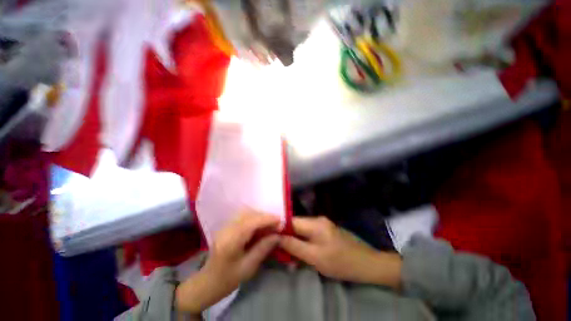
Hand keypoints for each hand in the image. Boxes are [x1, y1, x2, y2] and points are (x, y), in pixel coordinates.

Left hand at [176, 212, 280, 313]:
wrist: (207, 283)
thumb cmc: (228, 279)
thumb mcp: (249, 267)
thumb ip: (263, 248)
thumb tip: (278, 235)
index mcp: (231, 240)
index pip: (252, 222)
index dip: (267, 219)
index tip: (281, 220)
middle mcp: (227, 229)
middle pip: (249, 214)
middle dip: (265, 216)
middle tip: (277, 224)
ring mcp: (225, 226)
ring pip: (246, 213)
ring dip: (260, 216)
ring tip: (270, 224)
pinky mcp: (227, 226)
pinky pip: (243, 217)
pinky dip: (254, 218)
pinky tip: (260, 226)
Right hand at [279, 217, 401, 288]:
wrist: (367, 264)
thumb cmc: (341, 262)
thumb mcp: (315, 257)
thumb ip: (294, 246)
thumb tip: (276, 237)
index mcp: (315, 223)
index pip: (291, 221)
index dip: (279, 229)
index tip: (269, 239)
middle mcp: (317, 220)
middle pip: (296, 225)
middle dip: (286, 236)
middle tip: (278, 250)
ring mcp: (323, 225)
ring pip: (302, 230)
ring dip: (294, 240)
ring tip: (287, 252)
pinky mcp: (326, 231)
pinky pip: (309, 234)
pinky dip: (302, 241)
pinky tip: (300, 251)